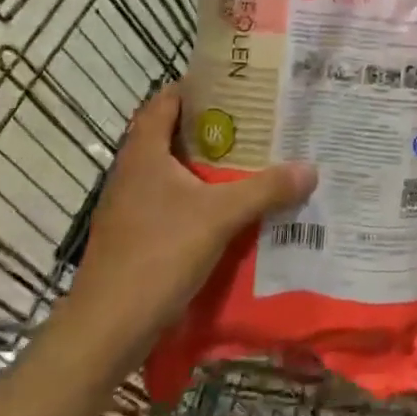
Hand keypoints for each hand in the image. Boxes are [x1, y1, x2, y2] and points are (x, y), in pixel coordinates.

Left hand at [72, 85, 316, 343]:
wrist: (105, 330)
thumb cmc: (157, 255)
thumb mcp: (219, 217)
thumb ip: (265, 190)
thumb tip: (310, 168)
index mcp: (144, 153)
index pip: (165, 101)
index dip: (196, 87)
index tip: (234, 85)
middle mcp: (133, 173)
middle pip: (173, 135)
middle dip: (213, 128)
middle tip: (257, 123)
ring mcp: (131, 207)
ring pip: (174, 172)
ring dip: (208, 166)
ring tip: (253, 162)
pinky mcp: (136, 237)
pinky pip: (173, 204)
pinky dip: (200, 199)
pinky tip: (232, 211)